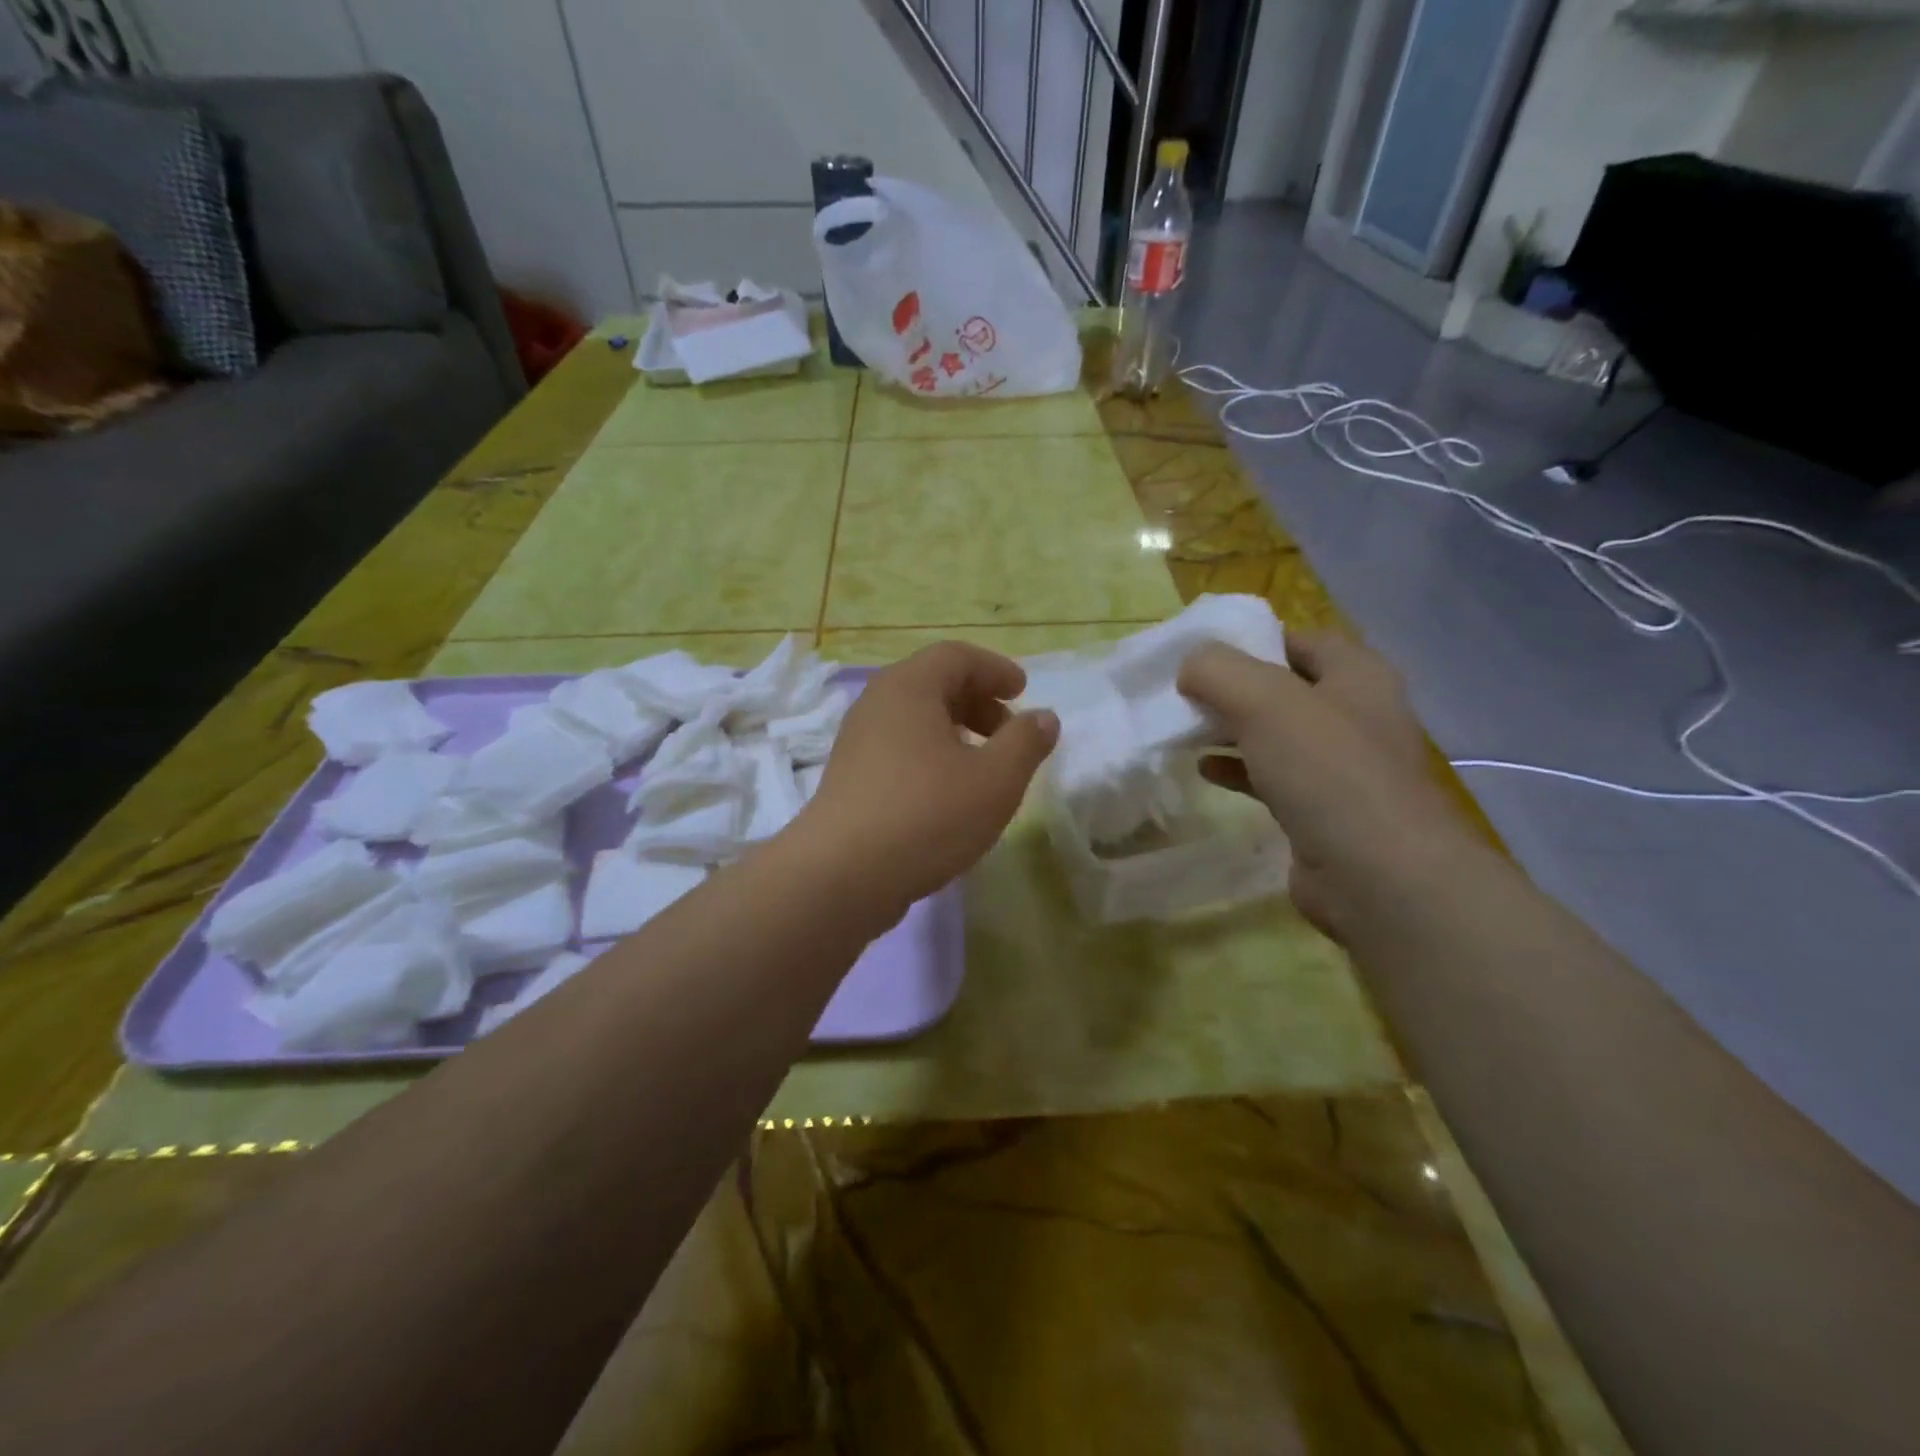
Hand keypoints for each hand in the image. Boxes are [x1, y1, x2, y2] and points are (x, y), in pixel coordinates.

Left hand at [800, 642, 1058, 912]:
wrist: (842, 876)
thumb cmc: (927, 815)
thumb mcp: (995, 779)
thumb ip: (1026, 742)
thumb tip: (1044, 717)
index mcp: (909, 687)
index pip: (956, 656)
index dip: (995, 669)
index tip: (1022, 692)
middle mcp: (877, 704)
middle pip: (933, 683)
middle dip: (978, 701)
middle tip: (1008, 733)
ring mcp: (857, 742)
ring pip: (915, 719)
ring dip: (955, 731)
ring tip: (983, 766)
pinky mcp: (850, 777)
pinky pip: (899, 748)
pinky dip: (931, 754)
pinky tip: (948, 794)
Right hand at [1177, 630, 1469, 937]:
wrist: (1378, 876)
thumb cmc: (1327, 772)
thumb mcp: (1264, 701)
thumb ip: (1219, 671)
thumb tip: (1190, 667)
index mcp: (1357, 676)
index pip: (1304, 640)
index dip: (1256, 639)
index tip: (1205, 652)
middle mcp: (1355, 716)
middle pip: (1286, 688)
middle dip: (1235, 689)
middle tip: (1186, 692)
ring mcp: (1342, 767)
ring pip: (1276, 735)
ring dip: (1232, 730)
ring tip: (1185, 729)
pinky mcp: (1322, 811)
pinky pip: (1272, 777)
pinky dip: (1238, 769)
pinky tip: (1204, 770)